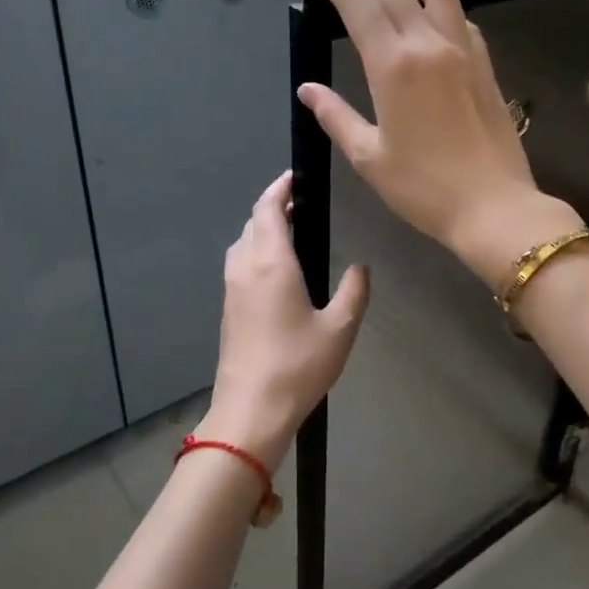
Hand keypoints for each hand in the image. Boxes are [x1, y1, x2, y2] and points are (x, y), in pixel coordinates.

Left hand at [203, 171, 369, 470]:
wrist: (251, 410)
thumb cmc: (298, 365)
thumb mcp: (340, 328)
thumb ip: (354, 291)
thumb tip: (360, 267)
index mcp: (271, 262)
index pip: (267, 209)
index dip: (280, 188)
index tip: (296, 177)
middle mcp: (245, 267)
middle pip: (253, 222)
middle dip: (273, 206)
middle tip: (302, 205)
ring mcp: (231, 289)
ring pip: (243, 243)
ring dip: (262, 229)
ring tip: (291, 232)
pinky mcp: (228, 309)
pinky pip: (240, 264)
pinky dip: (256, 251)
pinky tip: (278, 270)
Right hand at [298, 0, 580, 283]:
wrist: (494, 206)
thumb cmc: (424, 189)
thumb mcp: (369, 158)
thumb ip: (336, 117)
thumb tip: (308, 90)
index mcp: (393, 67)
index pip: (358, 4)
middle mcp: (428, 45)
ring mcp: (462, 51)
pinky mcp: (484, 64)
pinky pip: (459, 16)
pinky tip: (431, 4)